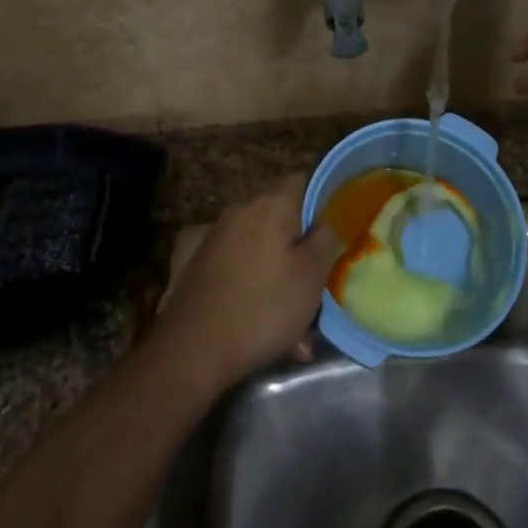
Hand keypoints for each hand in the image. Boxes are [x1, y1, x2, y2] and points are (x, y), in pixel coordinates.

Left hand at [150, 174, 343, 397]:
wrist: (193, 347)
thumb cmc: (263, 306)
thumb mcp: (311, 276)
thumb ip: (324, 241)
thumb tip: (323, 224)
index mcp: (272, 205)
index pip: (302, 180)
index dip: (321, 199)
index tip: (334, 229)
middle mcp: (242, 211)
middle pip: (282, 220)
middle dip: (300, 250)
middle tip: (317, 287)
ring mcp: (218, 237)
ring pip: (263, 251)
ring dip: (280, 279)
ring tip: (296, 327)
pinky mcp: (202, 265)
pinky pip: (242, 270)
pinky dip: (256, 291)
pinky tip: (266, 330)